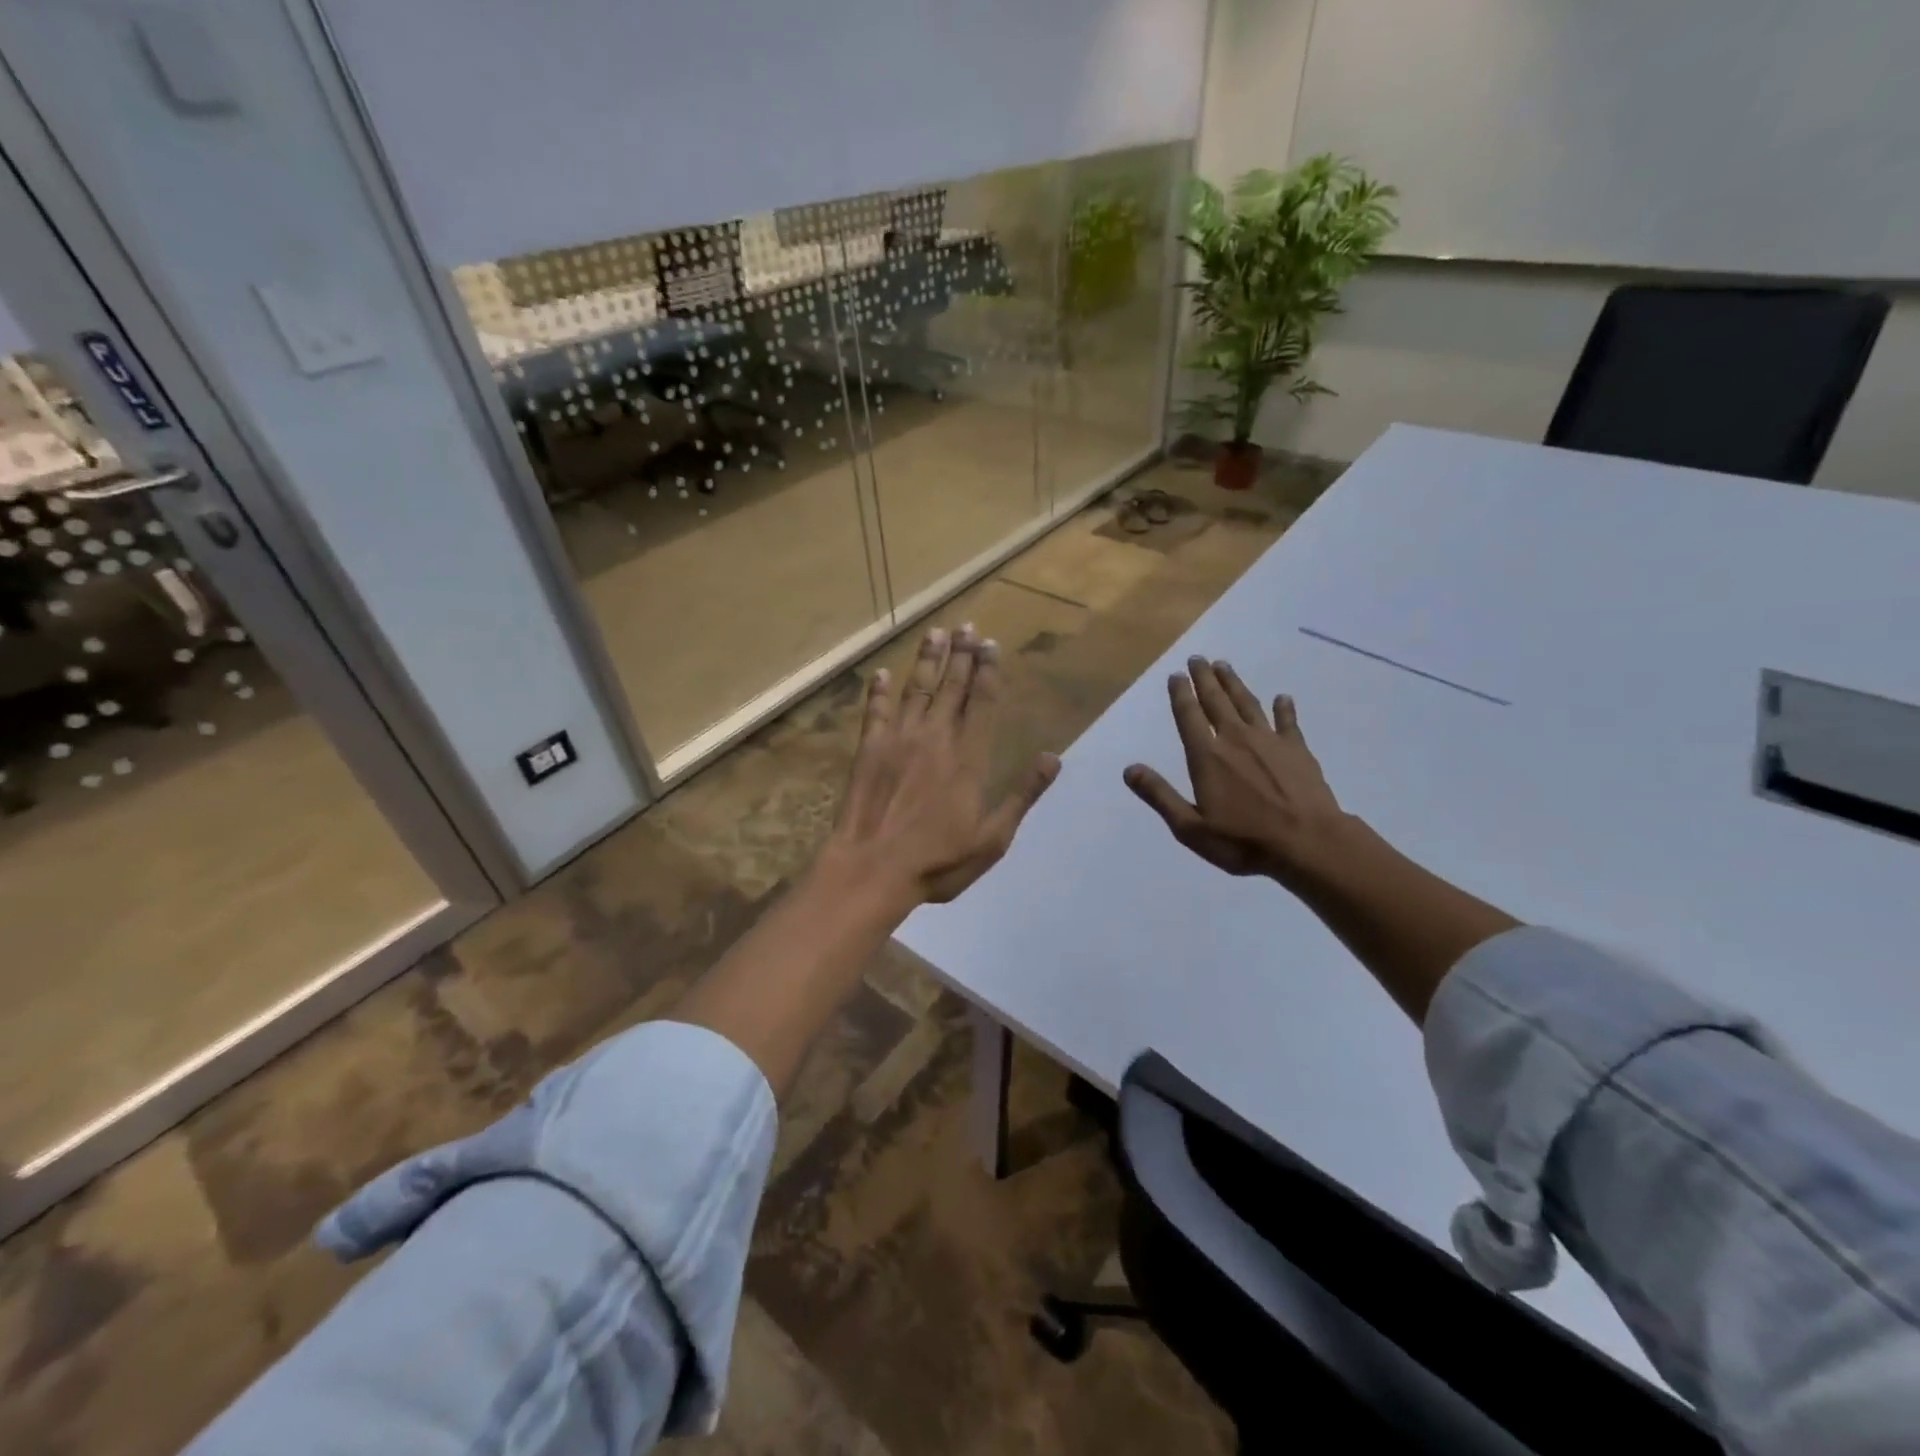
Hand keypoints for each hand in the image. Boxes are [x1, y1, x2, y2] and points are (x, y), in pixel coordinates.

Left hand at [826, 624, 1060, 907]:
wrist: (873, 869)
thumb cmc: (938, 861)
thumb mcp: (993, 838)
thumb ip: (1022, 795)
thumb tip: (1052, 758)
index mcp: (969, 758)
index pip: (983, 703)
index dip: (988, 672)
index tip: (991, 645)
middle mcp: (936, 738)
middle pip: (952, 687)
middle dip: (962, 655)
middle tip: (967, 626)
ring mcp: (899, 740)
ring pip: (916, 689)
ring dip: (927, 660)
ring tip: (935, 633)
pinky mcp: (869, 749)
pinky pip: (875, 711)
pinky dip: (877, 691)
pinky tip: (881, 673)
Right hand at [1124, 658, 1347, 883]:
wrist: (1308, 844)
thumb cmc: (1243, 841)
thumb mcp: (1190, 828)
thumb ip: (1160, 795)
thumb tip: (1130, 769)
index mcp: (1207, 756)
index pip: (1189, 716)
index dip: (1180, 694)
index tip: (1176, 675)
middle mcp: (1235, 739)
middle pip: (1216, 701)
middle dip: (1204, 679)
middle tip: (1197, 659)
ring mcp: (1269, 741)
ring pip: (1247, 703)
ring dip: (1234, 684)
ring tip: (1224, 666)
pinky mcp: (1298, 750)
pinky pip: (1288, 722)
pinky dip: (1284, 708)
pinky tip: (1282, 698)